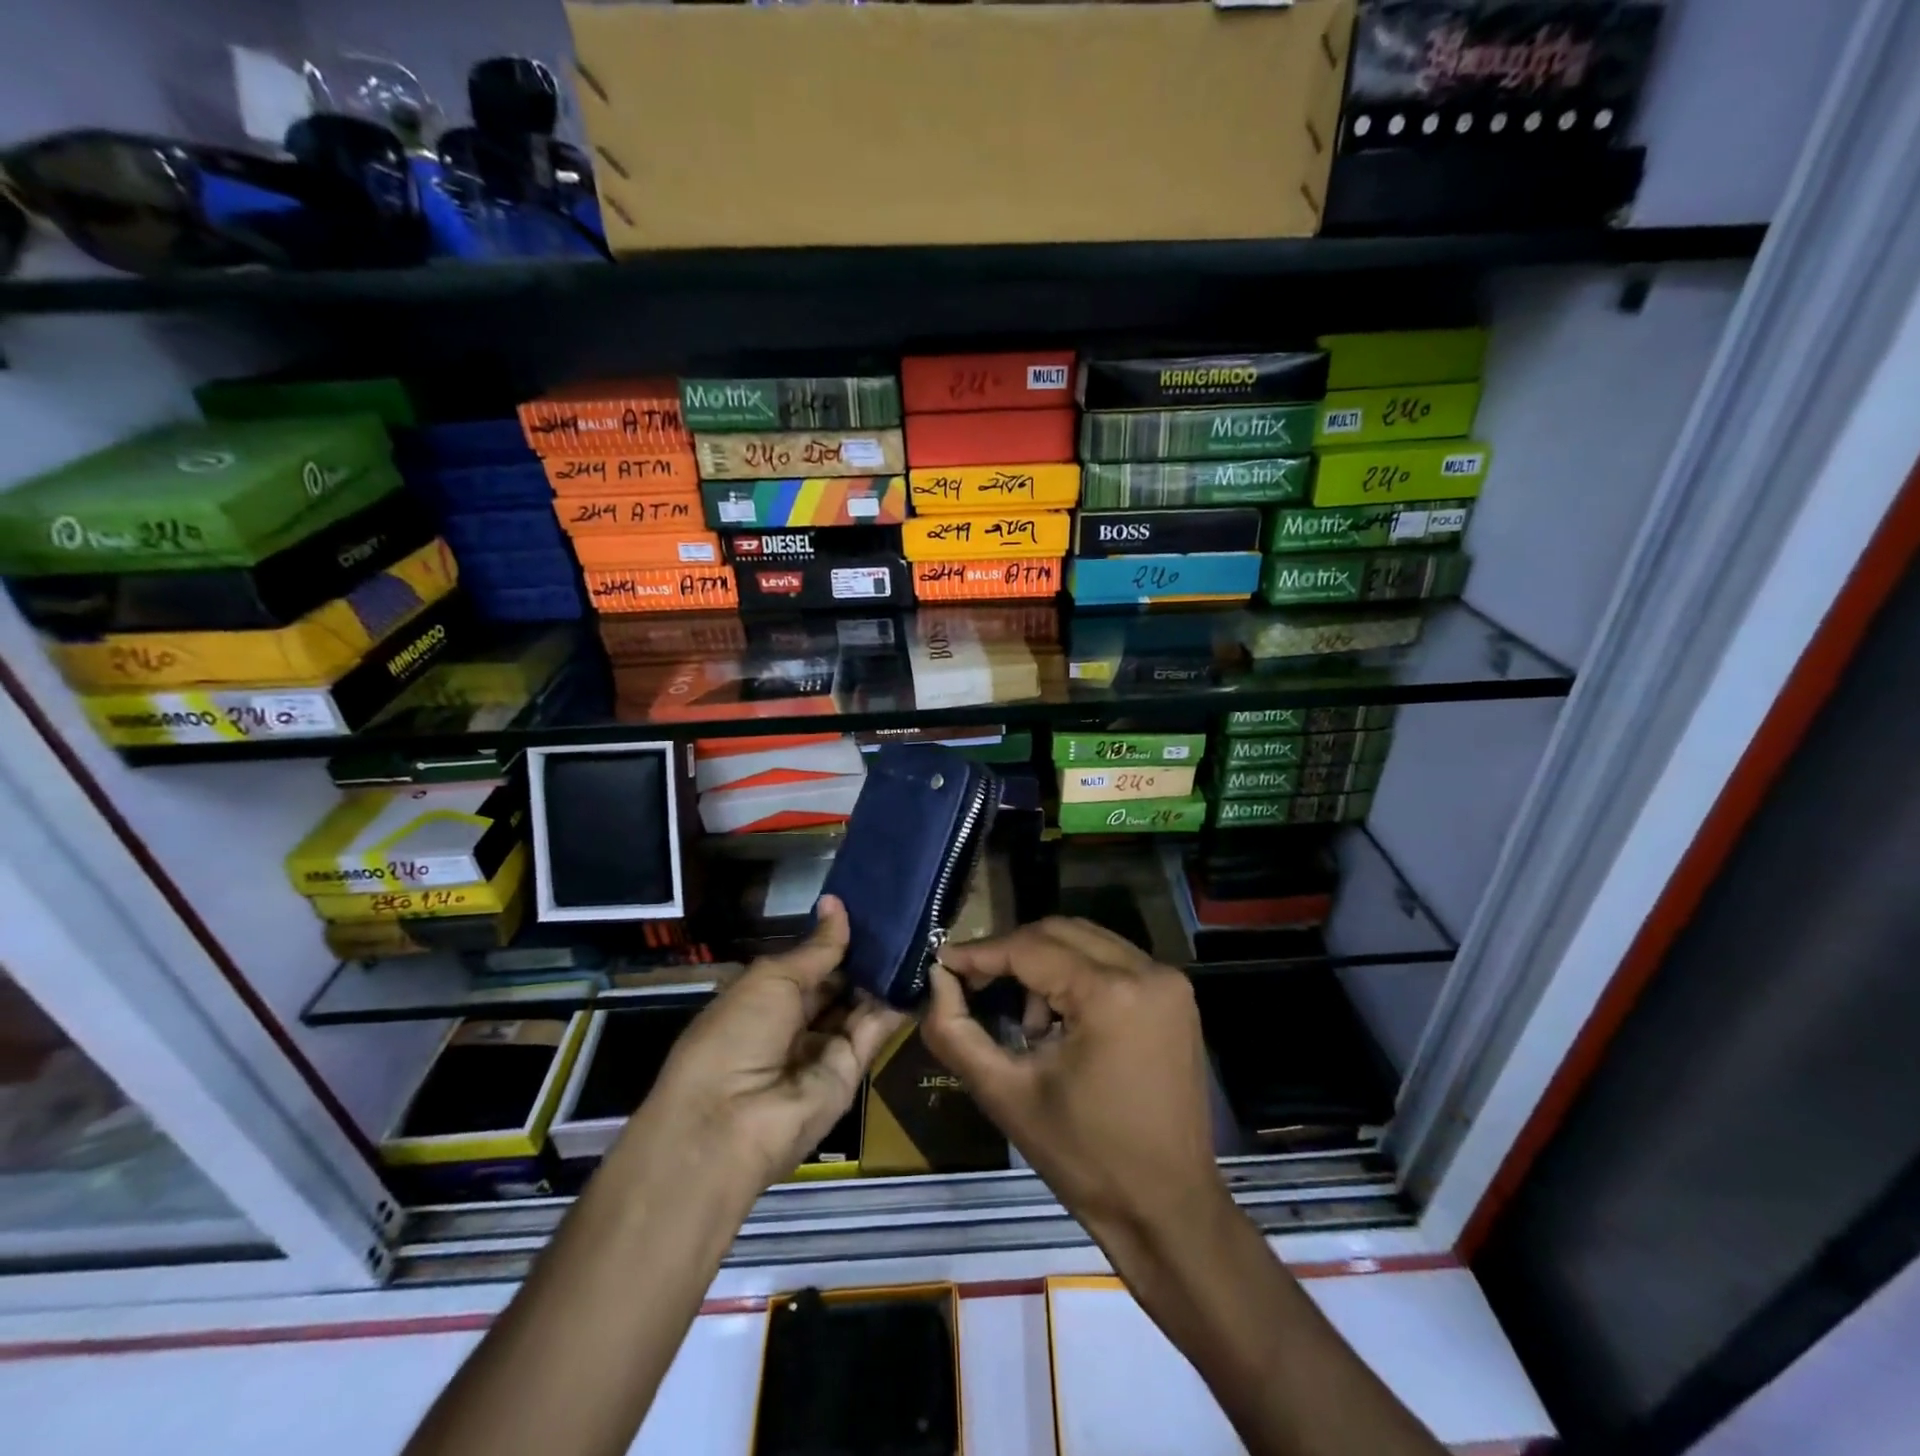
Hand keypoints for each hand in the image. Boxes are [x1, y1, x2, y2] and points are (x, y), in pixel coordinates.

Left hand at [644, 896, 905, 1192]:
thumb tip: (836, 904)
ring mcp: (824, 1049)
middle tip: (905, 918)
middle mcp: (795, 1023)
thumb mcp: (771, 979)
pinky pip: (875, 1031)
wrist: (730, 1123)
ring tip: (918, 936)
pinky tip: (919, 972)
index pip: (809, 964)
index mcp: (765, 998)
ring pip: (860, 1005)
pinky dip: (895, 1005)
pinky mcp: (851, 1072)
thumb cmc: (736, 1034)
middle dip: (865, 955)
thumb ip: (816, 949)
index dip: (836, 939)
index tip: (871, 907)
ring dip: (884, 976)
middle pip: (837, 984)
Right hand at [921, 917, 1227, 1262]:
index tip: (941, 962)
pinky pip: (1112, 961)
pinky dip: (1077, 975)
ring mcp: (1169, 982)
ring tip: (1027, 1024)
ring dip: (1045, 964)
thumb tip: (936, 980)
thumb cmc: (1085, 1159)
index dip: (980, 953)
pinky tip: (1061, 1023)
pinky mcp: (1176, 996)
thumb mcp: (1006, 1095)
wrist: (1168, 1210)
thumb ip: (956, 1032)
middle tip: (974, 985)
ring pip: (1086, 941)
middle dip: (1012, 953)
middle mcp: (1147, 971)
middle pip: (1059, 932)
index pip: (1030, 948)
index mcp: (1112, 993)